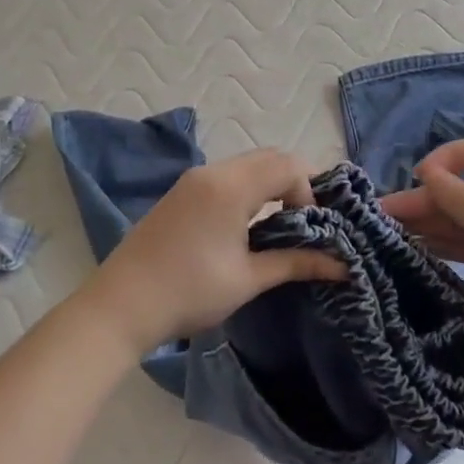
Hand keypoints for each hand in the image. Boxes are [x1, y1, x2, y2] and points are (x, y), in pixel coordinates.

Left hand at [81, 149, 343, 351]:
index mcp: (231, 186)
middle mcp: (212, 172)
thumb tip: (343, 266)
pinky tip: (247, 225)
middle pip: (268, 157)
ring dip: (270, 185)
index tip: (312, 229)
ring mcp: (192, 180)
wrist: (121, 305)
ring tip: (280, 225)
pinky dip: (248, 189)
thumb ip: (296, 263)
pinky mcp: (180, 193)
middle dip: (294, 183)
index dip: (310, 192)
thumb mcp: (248, 279)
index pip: (288, 166)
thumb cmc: (189, 292)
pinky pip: (226, 176)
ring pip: (247, 165)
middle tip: (306, 222)